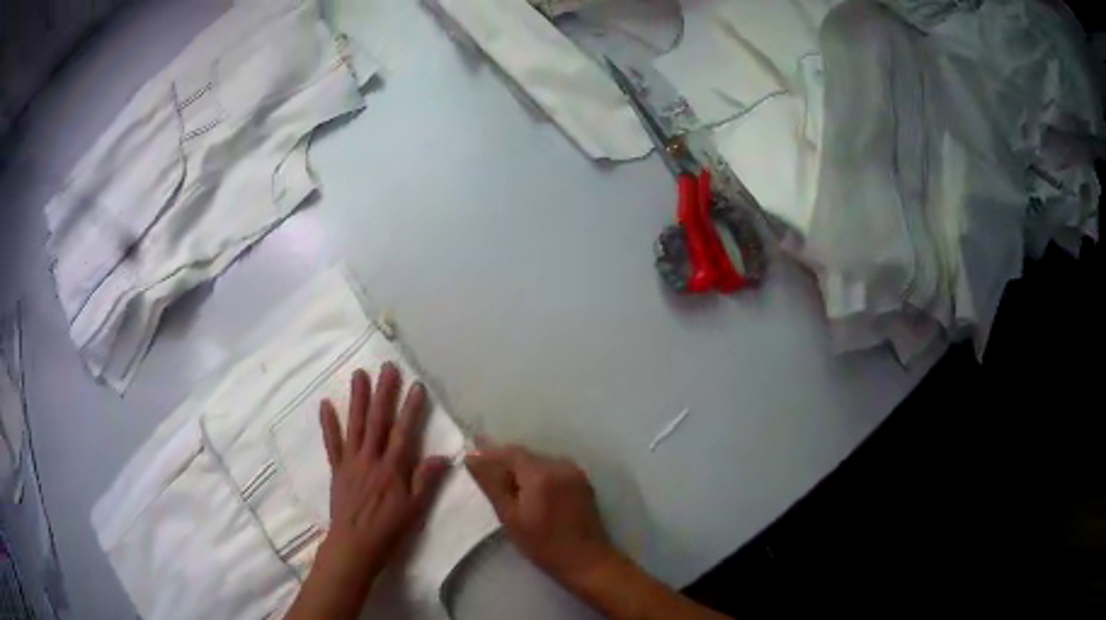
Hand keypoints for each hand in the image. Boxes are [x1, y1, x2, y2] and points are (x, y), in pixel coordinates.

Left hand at [318, 364, 450, 576]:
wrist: (355, 544)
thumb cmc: (389, 529)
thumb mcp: (415, 509)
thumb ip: (426, 480)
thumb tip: (445, 456)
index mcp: (392, 469)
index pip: (403, 433)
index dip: (411, 409)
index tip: (416, 386)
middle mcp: (371, 459)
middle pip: (377, 421)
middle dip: (384, 393)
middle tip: (387, 367)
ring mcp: (351, 461)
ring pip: (355, 425)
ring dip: (357, 399)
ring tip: (359, 374)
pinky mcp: (337, 469)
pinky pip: (332, 443)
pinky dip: (328, 423)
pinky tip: (325, 403)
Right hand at [465, 442, 618, 588]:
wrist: (587, 561)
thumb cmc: (543, 544)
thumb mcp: (510, 517)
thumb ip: (492, 484)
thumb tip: (473, 457)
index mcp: (541, 474)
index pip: (510, 452)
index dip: (490, 452)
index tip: (471, 457)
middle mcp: (560, 465)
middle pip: (526, 456)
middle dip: (505, 463)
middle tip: (485, 477)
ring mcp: (575, 472)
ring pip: (539, 462)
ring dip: (522, 470)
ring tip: (506, 488)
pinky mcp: (582, 482)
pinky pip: (553, 470)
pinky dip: (538, 476)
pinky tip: (530, 493)